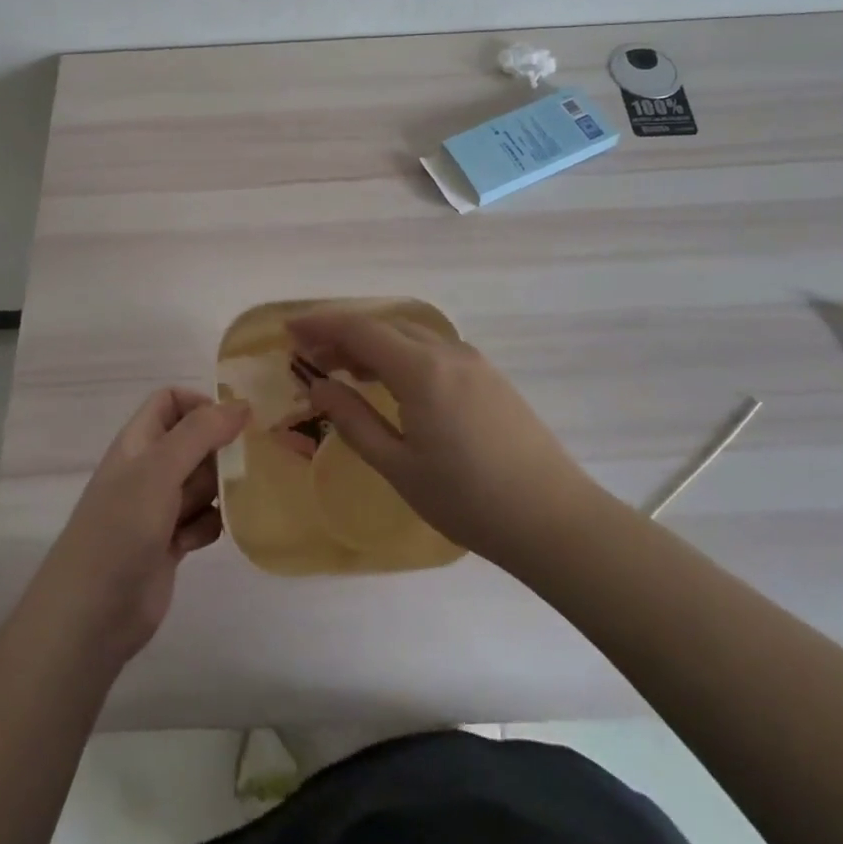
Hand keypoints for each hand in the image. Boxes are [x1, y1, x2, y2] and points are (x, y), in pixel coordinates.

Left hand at [31, 388, 247, 666]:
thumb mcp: (159, 469)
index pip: (170, 402)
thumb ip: (201, 432)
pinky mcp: (170, 544)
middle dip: (219, 451)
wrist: (91, 614)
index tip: (232, 423)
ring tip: (224, 505)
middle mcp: (148, 470)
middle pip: (194, 442)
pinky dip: (208, 526)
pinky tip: (199, 540)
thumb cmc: (121, 528)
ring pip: (203, 482)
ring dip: (219, 491)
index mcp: (138, 442)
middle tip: (240, 466)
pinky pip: (203, 520)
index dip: (200, 405)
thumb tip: (241, 404)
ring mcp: (158, 508)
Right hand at [291, 311, 595, 571]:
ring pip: (410, 334)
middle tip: (311, 355)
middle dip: (343, 333)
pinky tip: (391, 383)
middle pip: (384, 324)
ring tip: (344, 370)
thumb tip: (318, 384)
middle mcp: (447, 351)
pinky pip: (432, 349)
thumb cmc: (468, 500)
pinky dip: (401, 354)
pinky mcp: (488, 376)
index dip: (320, 324)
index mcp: (421, 370)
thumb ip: (353, 420)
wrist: (553, 519)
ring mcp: (473, 361)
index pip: (360, 329)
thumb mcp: (399, 467)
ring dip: (373, 343)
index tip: (289, 329)